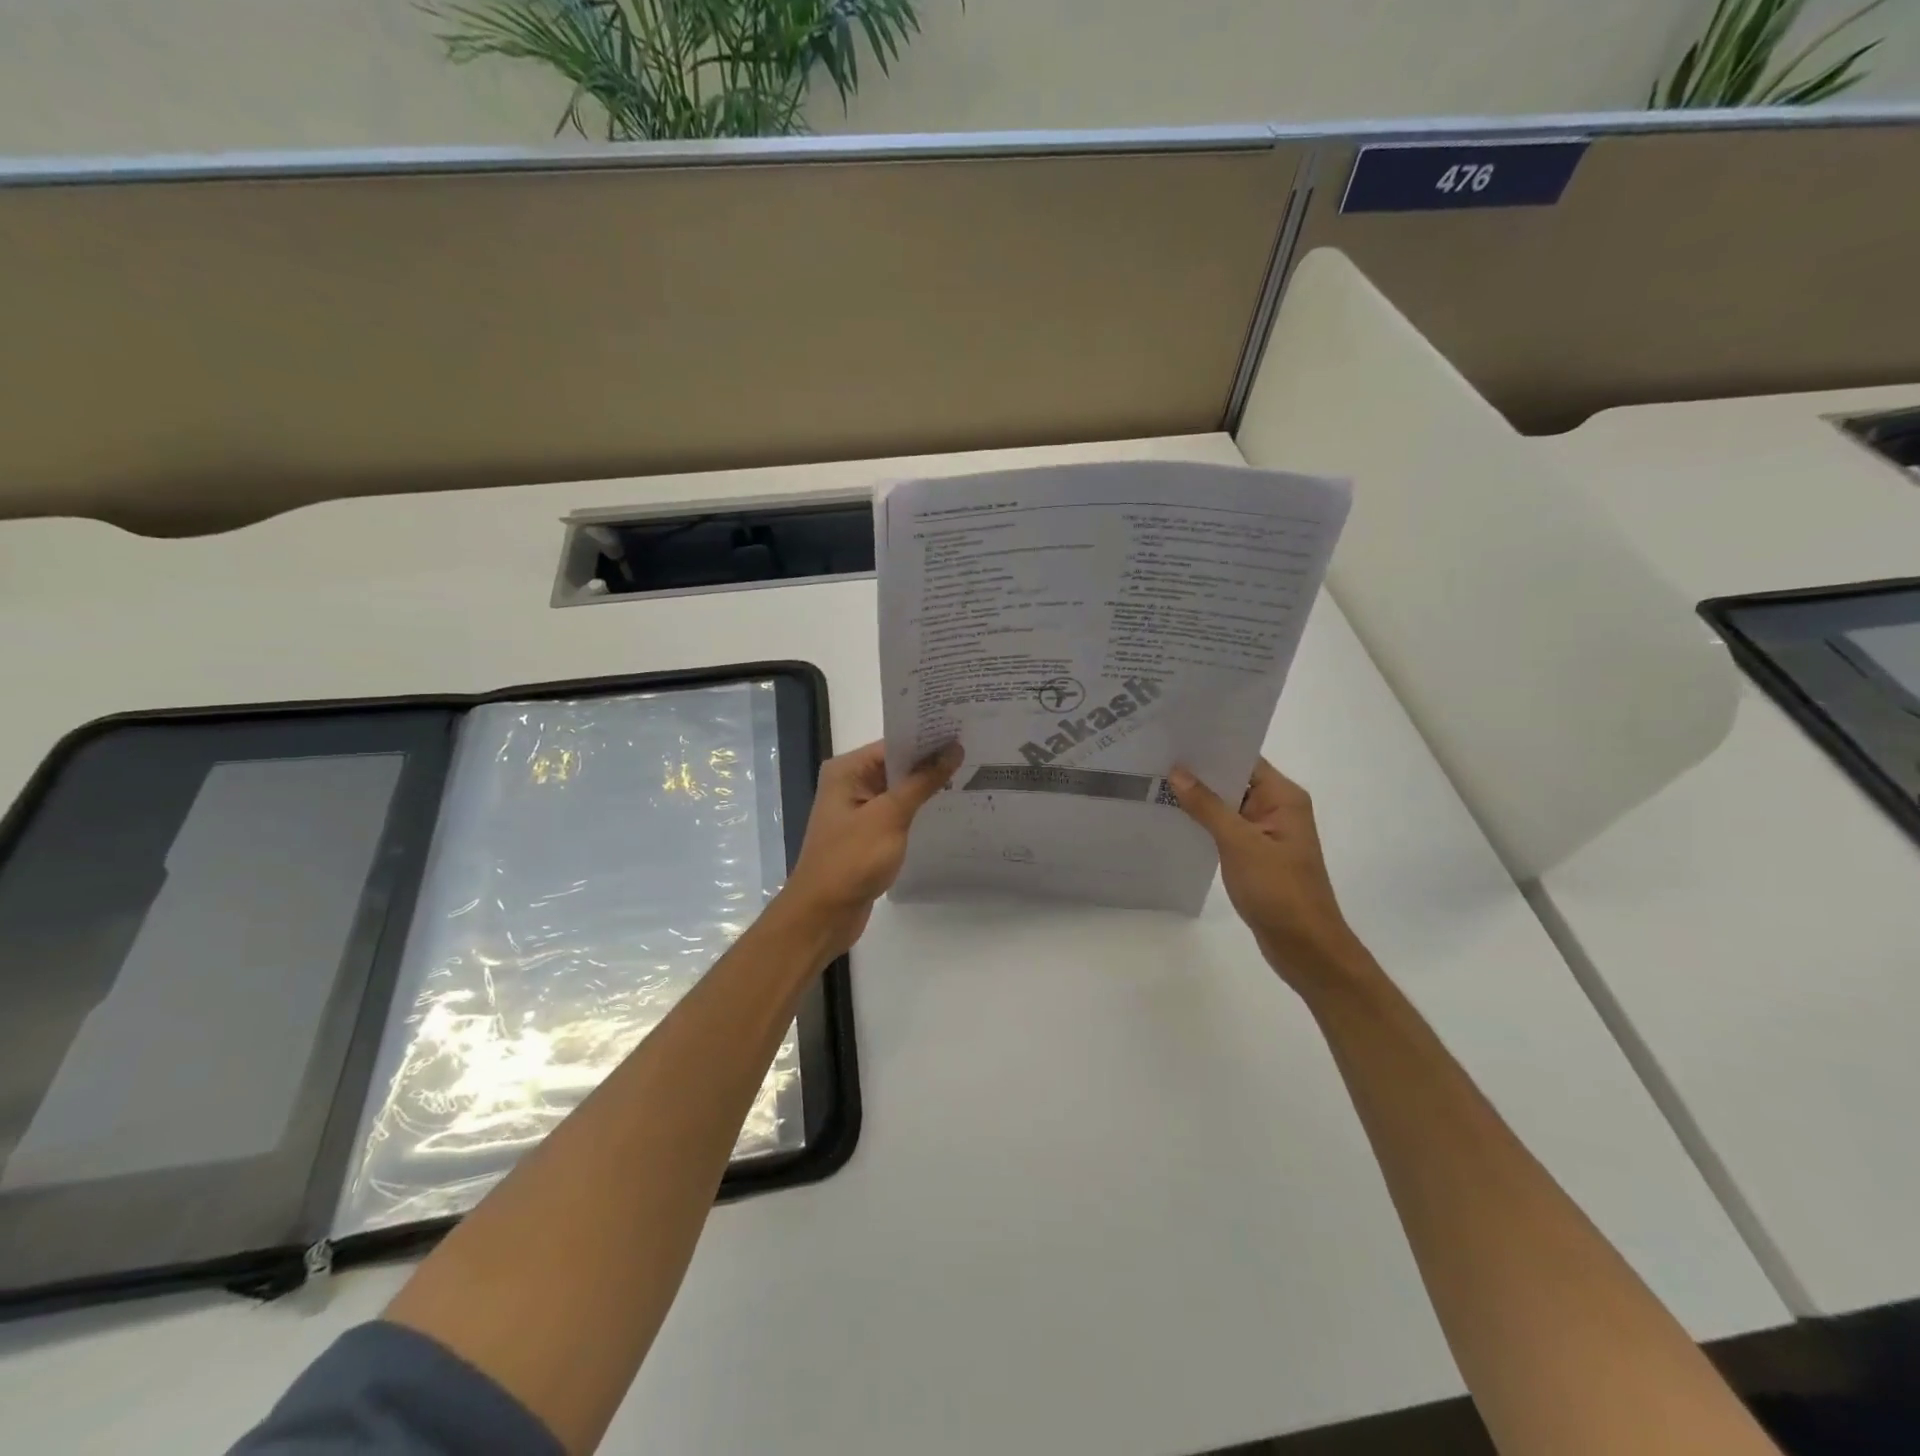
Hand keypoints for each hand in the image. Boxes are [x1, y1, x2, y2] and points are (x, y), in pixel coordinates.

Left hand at [783, 739, 963, 955]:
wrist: (823, 914)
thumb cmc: (852, 859)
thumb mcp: (890, 816)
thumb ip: (922, 782)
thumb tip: (953, 749)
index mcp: (847, 771)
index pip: (893, 744)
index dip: (927, 738)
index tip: (964, 732)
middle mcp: (850, 783)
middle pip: (896, 764)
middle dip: (931, 761)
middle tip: (975, 751)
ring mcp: (858, 810)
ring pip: (899, 789)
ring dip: (927, 786)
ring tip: (971, 774)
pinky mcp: (867, 833)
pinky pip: (897, 812)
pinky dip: (918, 809)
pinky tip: (948, 807)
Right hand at [1170, 758, 1367, 990]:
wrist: (1304, 946)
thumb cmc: (1278, 890)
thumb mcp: (1239, 843)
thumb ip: (1207, 807)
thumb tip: (1178, 772)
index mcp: (1283, 797)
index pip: (1244, 759)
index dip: (1211, 748)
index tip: (1175, 737)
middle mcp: (1277, 808)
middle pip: (1234, 780)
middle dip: (1199, 772)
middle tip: (1156, 758)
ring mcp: (1266, 833)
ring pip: (1227, 805)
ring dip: (1198, 799)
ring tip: (1155, 784)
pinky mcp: (1255, 854)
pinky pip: (1226, 828)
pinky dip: (1204, 823)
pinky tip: (1173, 819)